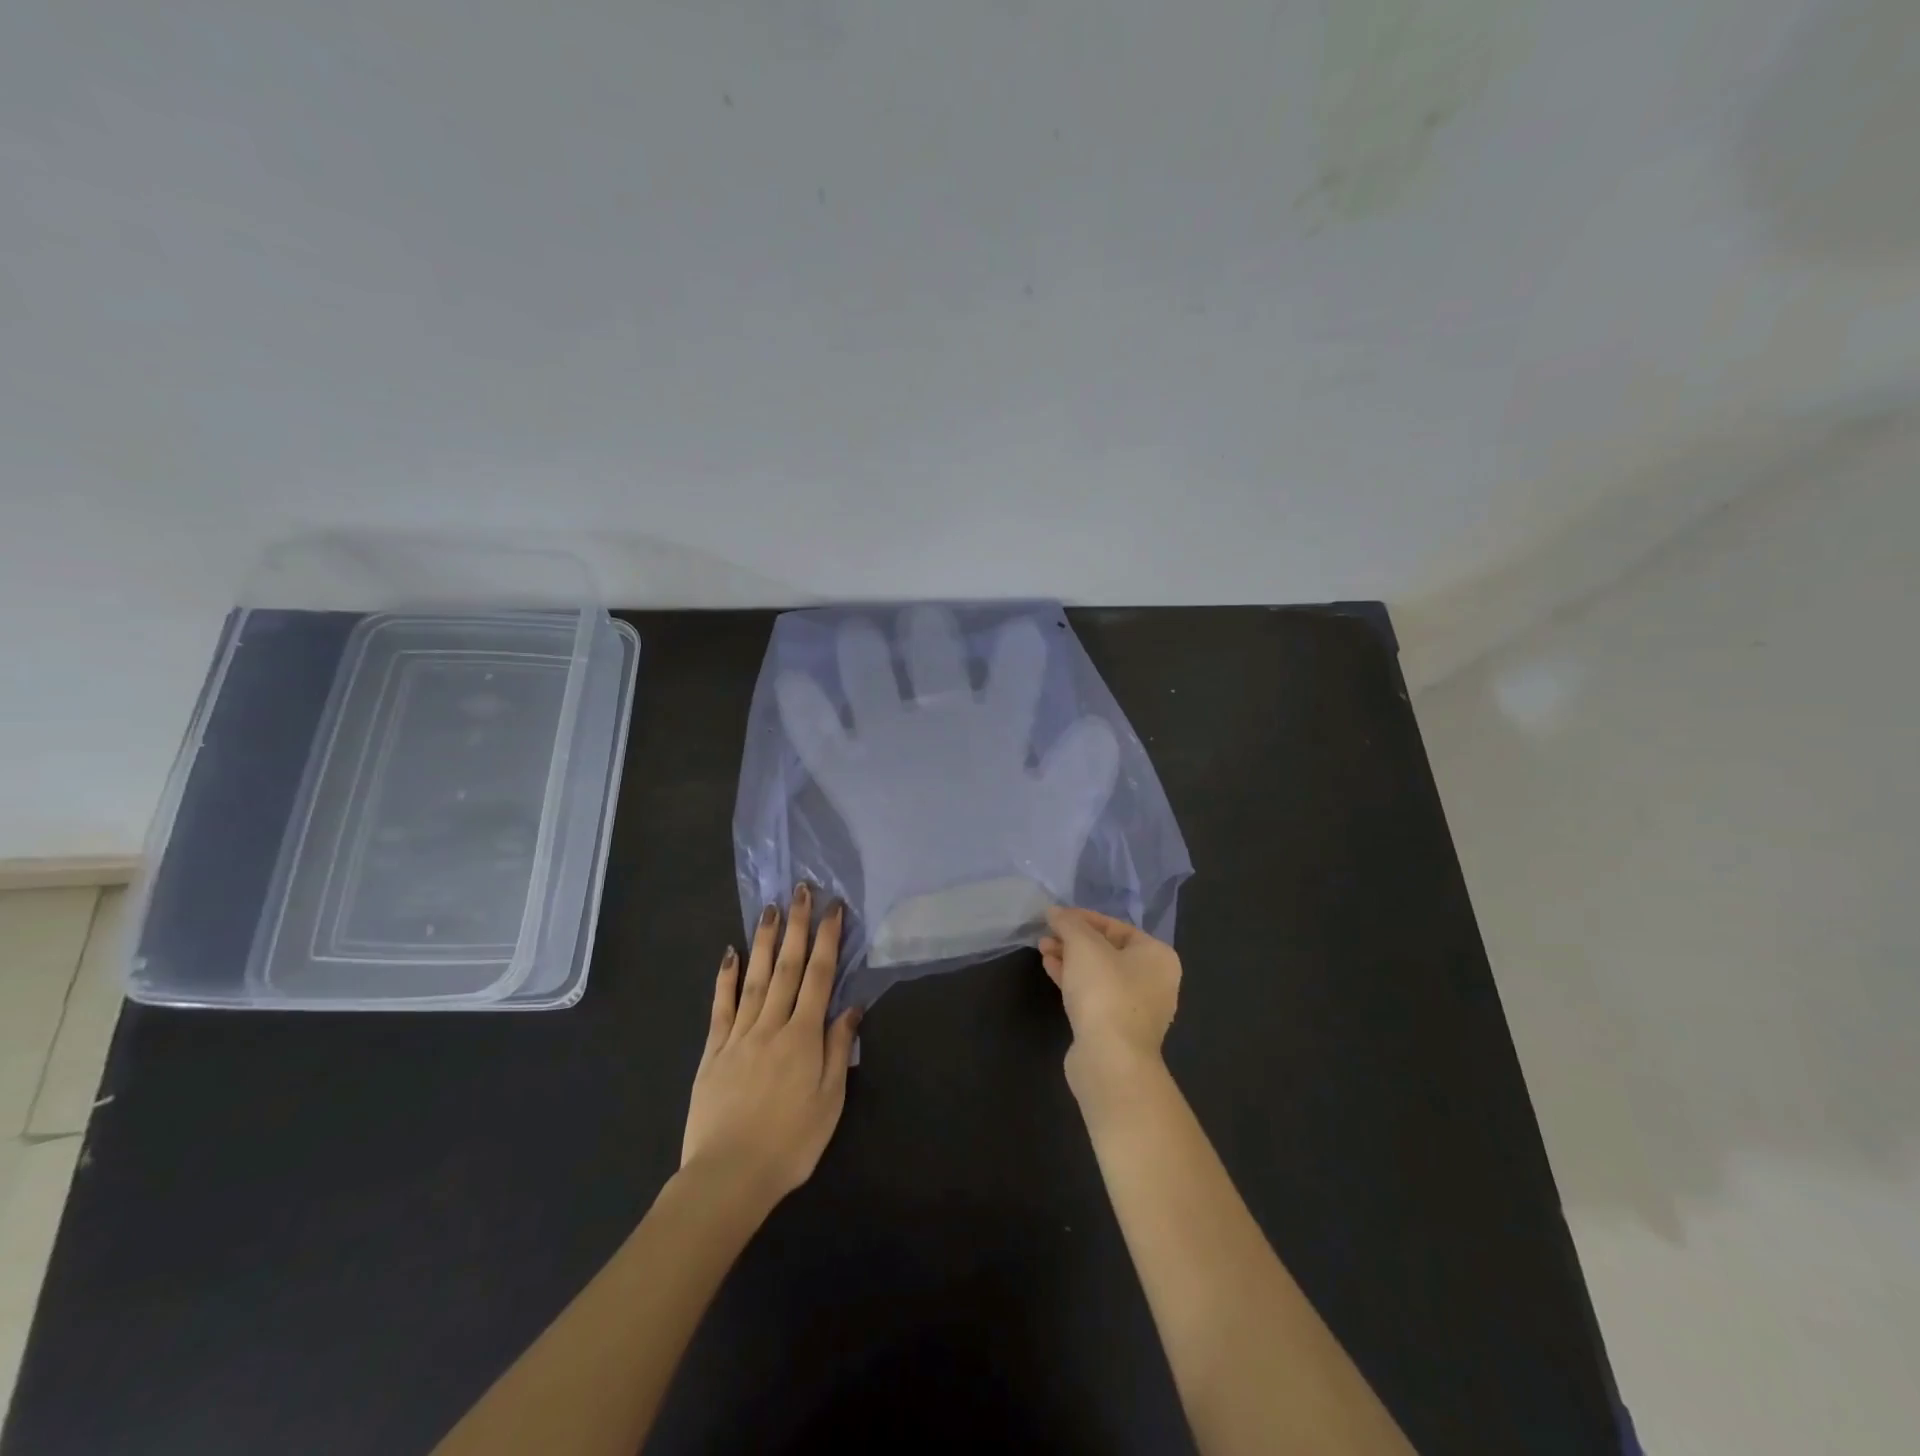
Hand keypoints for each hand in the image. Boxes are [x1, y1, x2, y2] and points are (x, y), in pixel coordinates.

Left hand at [682, 884, 861, 1207]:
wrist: (727, 1178)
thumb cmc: (789, 1144)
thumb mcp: (829, 1101)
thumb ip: (838, 1050)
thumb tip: (851, 1008)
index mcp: (803, 1037)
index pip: (819, 977)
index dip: (828, 940)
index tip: (834, 908)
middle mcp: (771, 1025)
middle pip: (788, 967)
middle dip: (797, 926)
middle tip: (801, 890)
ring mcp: (739, 1035)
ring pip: (755, 978)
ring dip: (765, 941)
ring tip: (770, 909)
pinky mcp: (713, 1051)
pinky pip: (721, 1006)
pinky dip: (725, 978)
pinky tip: (730, 953)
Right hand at [1038, 905, 1181, 1097]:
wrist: (1110, 1059)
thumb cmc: (1105, 991)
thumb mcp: (1083, 946)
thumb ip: (1069, 923)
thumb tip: (1055, 911)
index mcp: (1157, 956)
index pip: (1116, 926)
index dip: (1083, 918)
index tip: (1056, 917)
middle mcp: (1154, 980)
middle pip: (1108, 950)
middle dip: (1074, 940)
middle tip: (1046, 934)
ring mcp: (1137, 1008)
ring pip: (1099, 974)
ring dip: (1070, 959)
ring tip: (1042, 949)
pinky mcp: (1117, 1030)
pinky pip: (1095, 995)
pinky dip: (1074, 981)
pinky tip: (1050, 969)